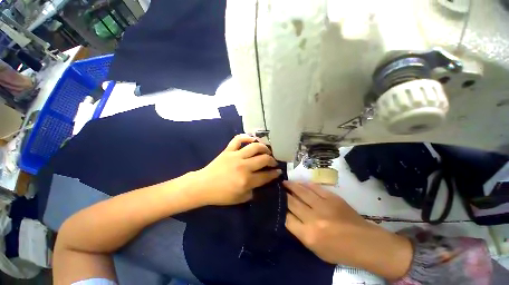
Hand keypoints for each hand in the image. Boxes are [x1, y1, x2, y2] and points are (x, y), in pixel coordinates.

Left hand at [193, 134, 281, 205]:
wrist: (203, 186)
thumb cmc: (221, 195)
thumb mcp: (241, 199)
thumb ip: (253, 191)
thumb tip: (262, 181)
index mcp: (247, 180)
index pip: (266, 175)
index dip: (275, 173)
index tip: (279, 171)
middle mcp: (244, 166)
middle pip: (264, 159)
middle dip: (272, 160)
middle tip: (273, 162)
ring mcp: (236, 156)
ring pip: (254, 147)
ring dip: (264, 147)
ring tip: (267, 150)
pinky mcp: (228, 150)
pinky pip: (238, 139)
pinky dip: (246, 137)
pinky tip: (252, 139)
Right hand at [284, 181, 412, 279]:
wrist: (364, 242)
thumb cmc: (339, 251)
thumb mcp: (315, 249)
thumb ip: (300, 232)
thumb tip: (288, 216)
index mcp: (309, 235)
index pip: (286, 218)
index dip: (279, 209)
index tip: (275, 202)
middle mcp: (313, 218)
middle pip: (292, 202)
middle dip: (282, 195)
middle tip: (276, 188)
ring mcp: (323, 205)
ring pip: (301, 191)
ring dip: (291, 185)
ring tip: (284, 182)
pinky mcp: (332, 197)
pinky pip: (314, 188)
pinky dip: (305, 184)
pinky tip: (299, 182)